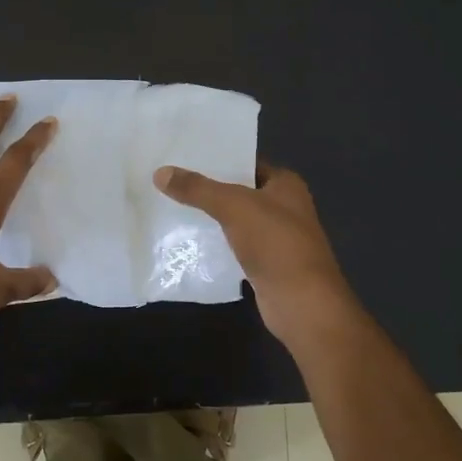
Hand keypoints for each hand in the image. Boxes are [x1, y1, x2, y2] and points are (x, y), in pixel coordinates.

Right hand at [153, 161, 361, 347]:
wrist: (301, 303)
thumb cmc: (275, 243)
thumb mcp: (233, 206)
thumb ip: (198, 189)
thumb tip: (160, 172)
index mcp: (286, 184)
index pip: (247, 162)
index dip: (218, 159)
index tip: (184, 157)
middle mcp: (285, 207)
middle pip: (240, 191)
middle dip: (209, 189)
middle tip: (171, 181)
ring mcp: (277, 238)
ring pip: (237, 220)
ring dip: (211, 217)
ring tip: (172, 207)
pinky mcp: (266, 264)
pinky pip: (236, 246)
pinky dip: (217, 244)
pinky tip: (190, 241)